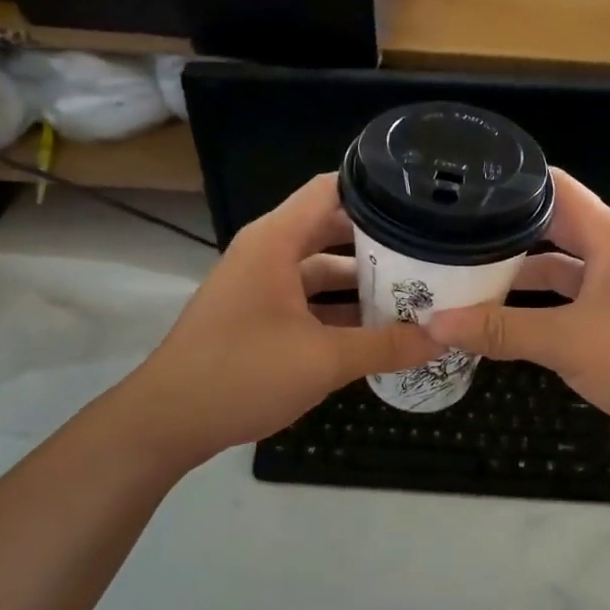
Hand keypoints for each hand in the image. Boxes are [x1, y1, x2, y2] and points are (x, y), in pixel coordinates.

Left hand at [125, 174, 441, 467]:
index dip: (376, 188)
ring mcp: (259, 284)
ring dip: (361, 279)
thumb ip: (386, 346)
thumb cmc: (243, 373)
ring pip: (320, 267)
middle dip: (379, 239)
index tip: (422, 199)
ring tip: (415, 288)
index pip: (331, 189)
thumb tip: (443, 338)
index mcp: (276, 241)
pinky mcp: (256, 314)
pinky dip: (339, 307)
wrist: (167, 421)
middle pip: (331, 227)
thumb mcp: (324, 360)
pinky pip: (307, 297)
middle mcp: (267, 252)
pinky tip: (376, 327)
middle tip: (431, 248)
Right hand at [427, 170, 609, 456]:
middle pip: (551, 228)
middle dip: (505, 234)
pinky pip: (569, 301)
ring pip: (558, 270)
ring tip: (467, 279)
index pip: (554, 187)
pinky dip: (538, 308)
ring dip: (520, 277)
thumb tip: (437, 324)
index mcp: (608, 236)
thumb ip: (501, 331)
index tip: (465, 190)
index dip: (512, 183)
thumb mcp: (567, 341)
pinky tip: (505, 320)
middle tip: (453, 237)